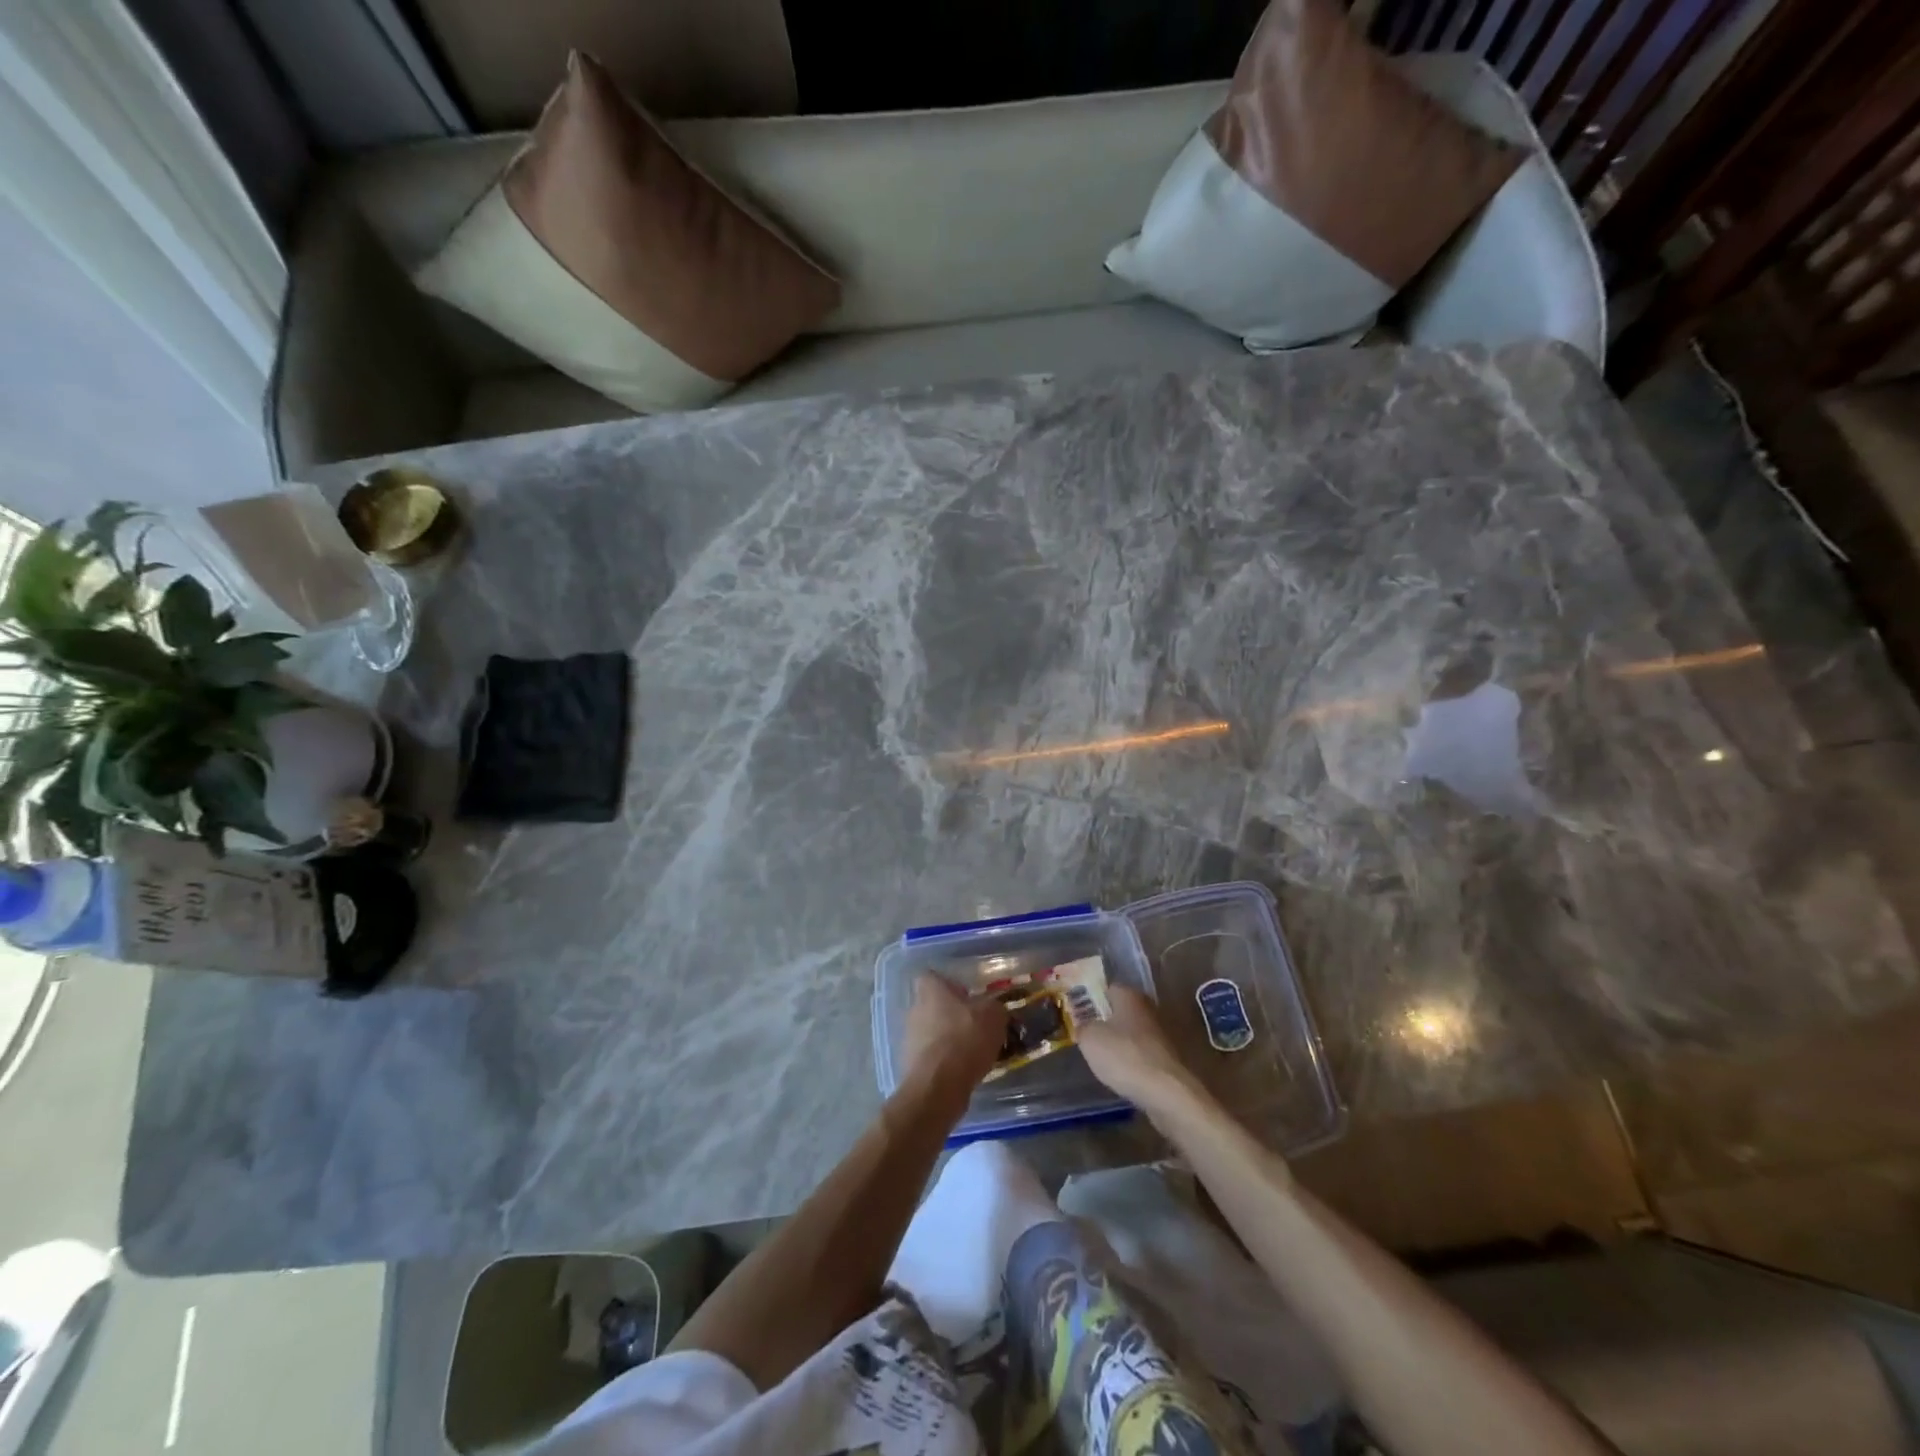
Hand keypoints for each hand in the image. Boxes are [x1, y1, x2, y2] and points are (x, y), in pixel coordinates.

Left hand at [902, 975, 1007, 1095]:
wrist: (939, 1086)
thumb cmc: (965, 1038)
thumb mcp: (994, 1016)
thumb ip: (995, 1007)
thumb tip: (995, 1009)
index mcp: (930, 990)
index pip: (934, 977)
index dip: (951, 985)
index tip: (969, 996)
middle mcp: (915, 1009)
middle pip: (935, 1006)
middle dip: (954, 1015)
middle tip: (978, 1026)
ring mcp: (910, 1038)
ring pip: (934, 1032)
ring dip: (951, 1039)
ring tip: (976, 1052)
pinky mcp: (912, 1065)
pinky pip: (934, 1057)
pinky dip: (947, 1062)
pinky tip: (966, 1071)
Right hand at [1078, 987, 1201, 1113]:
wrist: (1165, 1092)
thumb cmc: (1123, 1056)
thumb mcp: (1089, 1039)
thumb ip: (1082, 1027)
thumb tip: (1084, 1026)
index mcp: (1129, 995)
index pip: (1107, 989)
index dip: (1091, 1000)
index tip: (1078, 1015)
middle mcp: (1148, 1008)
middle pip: (1121, 1011)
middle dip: (1106, 1022)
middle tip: (1087, 1036)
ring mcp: (1161, 1034)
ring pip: (1132, 1034)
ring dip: (1120, 1043)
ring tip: (1102, 1059)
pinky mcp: (1168, 1058)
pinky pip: (1142, 1054)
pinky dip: (1132, 1061)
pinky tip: (1121, 1074)